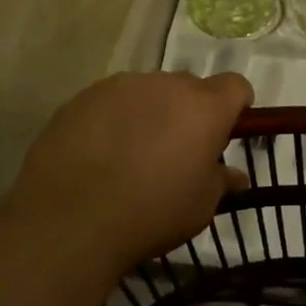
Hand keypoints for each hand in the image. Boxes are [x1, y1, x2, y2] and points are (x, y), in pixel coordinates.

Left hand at [8, 71, 252, 275]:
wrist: (69, 221)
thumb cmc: (151, 213)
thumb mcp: (200, 207)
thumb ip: (221, 181)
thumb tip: (235, 175)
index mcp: (205, 107)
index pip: (235, 86)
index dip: (236, 106)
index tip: (225, 132)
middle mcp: (167, 84)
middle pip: (190, 87)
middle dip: (190, 112)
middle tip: (177, 150)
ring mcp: (122, 86)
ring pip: (149, 92)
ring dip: (151, 112)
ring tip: (132, 152)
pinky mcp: (84, 97)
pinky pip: (112, 101)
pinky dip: (114, 119)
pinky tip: (99, 153)